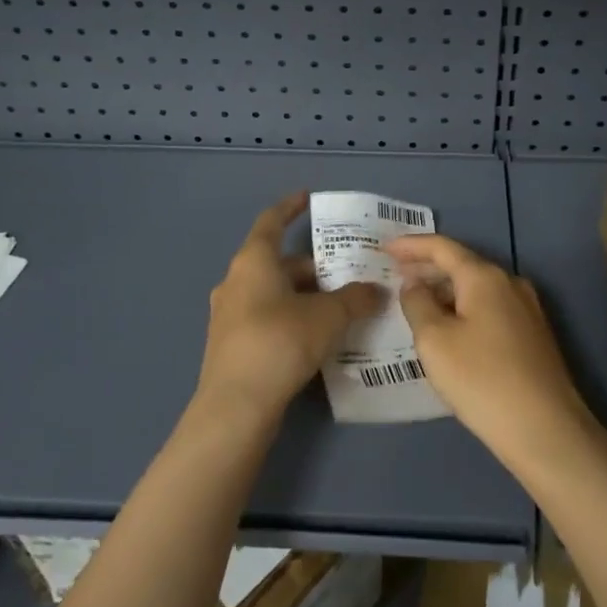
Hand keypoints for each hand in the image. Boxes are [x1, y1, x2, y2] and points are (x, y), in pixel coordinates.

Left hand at [195, 192, 381, 426]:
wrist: (235, 409)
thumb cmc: (280, 343)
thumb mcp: (328, 317)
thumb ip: (355, 299)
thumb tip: (377, 290)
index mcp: (254, 261)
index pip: (272, 221)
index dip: (290, 207)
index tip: (307, 198)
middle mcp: (236, 281)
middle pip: (278, 262)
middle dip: (313, 267)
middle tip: (347, 274)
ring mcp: (229, 315)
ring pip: (272, 292)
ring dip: (303, 295)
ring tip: (338, 306)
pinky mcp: (231, 345)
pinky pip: (266, 317)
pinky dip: (291, 318)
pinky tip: (316, 337)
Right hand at [388, 234, 595, 473]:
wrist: (546, 431)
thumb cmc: (482, 380)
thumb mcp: (435, 341)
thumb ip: (418, 304)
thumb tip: (414, 284)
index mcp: (484, 276)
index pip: (442, 247)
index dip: (411, 245)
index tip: (384, 247)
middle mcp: (509, 282)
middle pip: (461, 264)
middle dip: (427, 267)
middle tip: (395, 273)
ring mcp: (526, 308)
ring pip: (477, 288)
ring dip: (446, 290)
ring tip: (418, 301)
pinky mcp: (533, 334)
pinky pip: (490, 307)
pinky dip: (464, 307)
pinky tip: (450, 327)